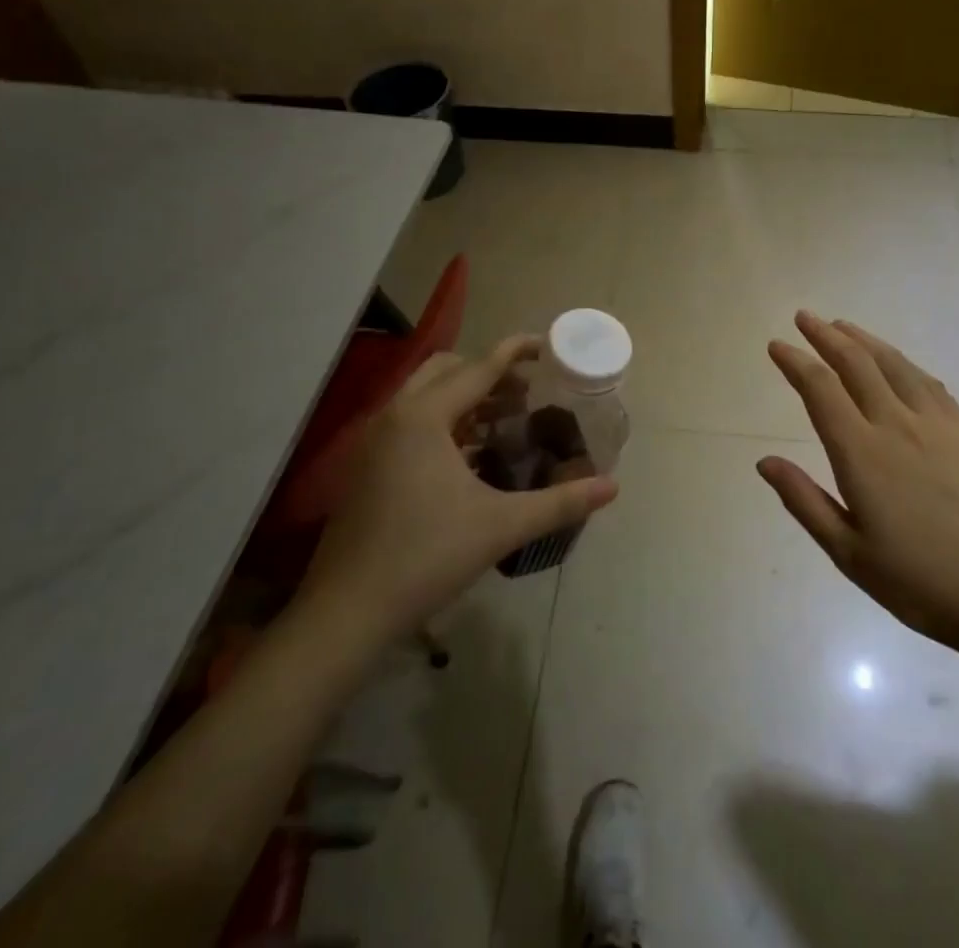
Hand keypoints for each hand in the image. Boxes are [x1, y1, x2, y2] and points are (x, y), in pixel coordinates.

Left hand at [296, 336, 617, 637]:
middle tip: (526, 392)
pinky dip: (444, 423)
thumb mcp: (501, 526)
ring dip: (465, 398)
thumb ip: (560, 502)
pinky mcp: (366, 467)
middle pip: (447, 371)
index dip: (515, 352)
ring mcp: (374, 442)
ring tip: (505, 419)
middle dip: (488, 373)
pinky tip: (471, 456)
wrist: (346, 614)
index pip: (479, 368)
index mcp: (423, 417)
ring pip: (425, 396)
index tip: (546, 344)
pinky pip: (411, 423)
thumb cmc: (426, 558)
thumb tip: (612, 487)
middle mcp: (394, 416)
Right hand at [757, 311, 958, 652]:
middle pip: (856, 364)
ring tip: (842, 326)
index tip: (777, 345)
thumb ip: (804, 501)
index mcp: (862, 453)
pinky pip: (928, 382)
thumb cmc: (920, 583)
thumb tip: (764, 461)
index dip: (795, 362)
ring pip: (893, 364)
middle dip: (825, 336)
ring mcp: (937, 424)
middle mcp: (896, 425)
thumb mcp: (848, 553)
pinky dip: (902, 362)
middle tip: (804, 317)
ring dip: (863, 340)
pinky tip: (896, 362)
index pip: (820, 389)